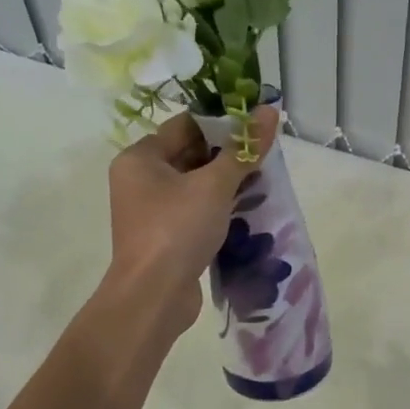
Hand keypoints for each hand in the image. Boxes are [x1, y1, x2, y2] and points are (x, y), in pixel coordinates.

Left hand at [104, 106, 279, 330]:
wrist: (153, 297)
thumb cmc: (177, 229)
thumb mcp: (215, 185)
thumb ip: (243, 149)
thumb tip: (269, 111)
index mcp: (140, 158)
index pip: (185, 125)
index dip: (221, 122)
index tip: (256, 125)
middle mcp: (139, 180)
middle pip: (190, 154)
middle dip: (227, 154)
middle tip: (264, 154)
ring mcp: (151, 211)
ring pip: (194, 185)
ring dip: (225, 183)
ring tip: (263, 180)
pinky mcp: (165, 236)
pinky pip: (194, 211)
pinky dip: (217, 208)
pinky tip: (247, 209)